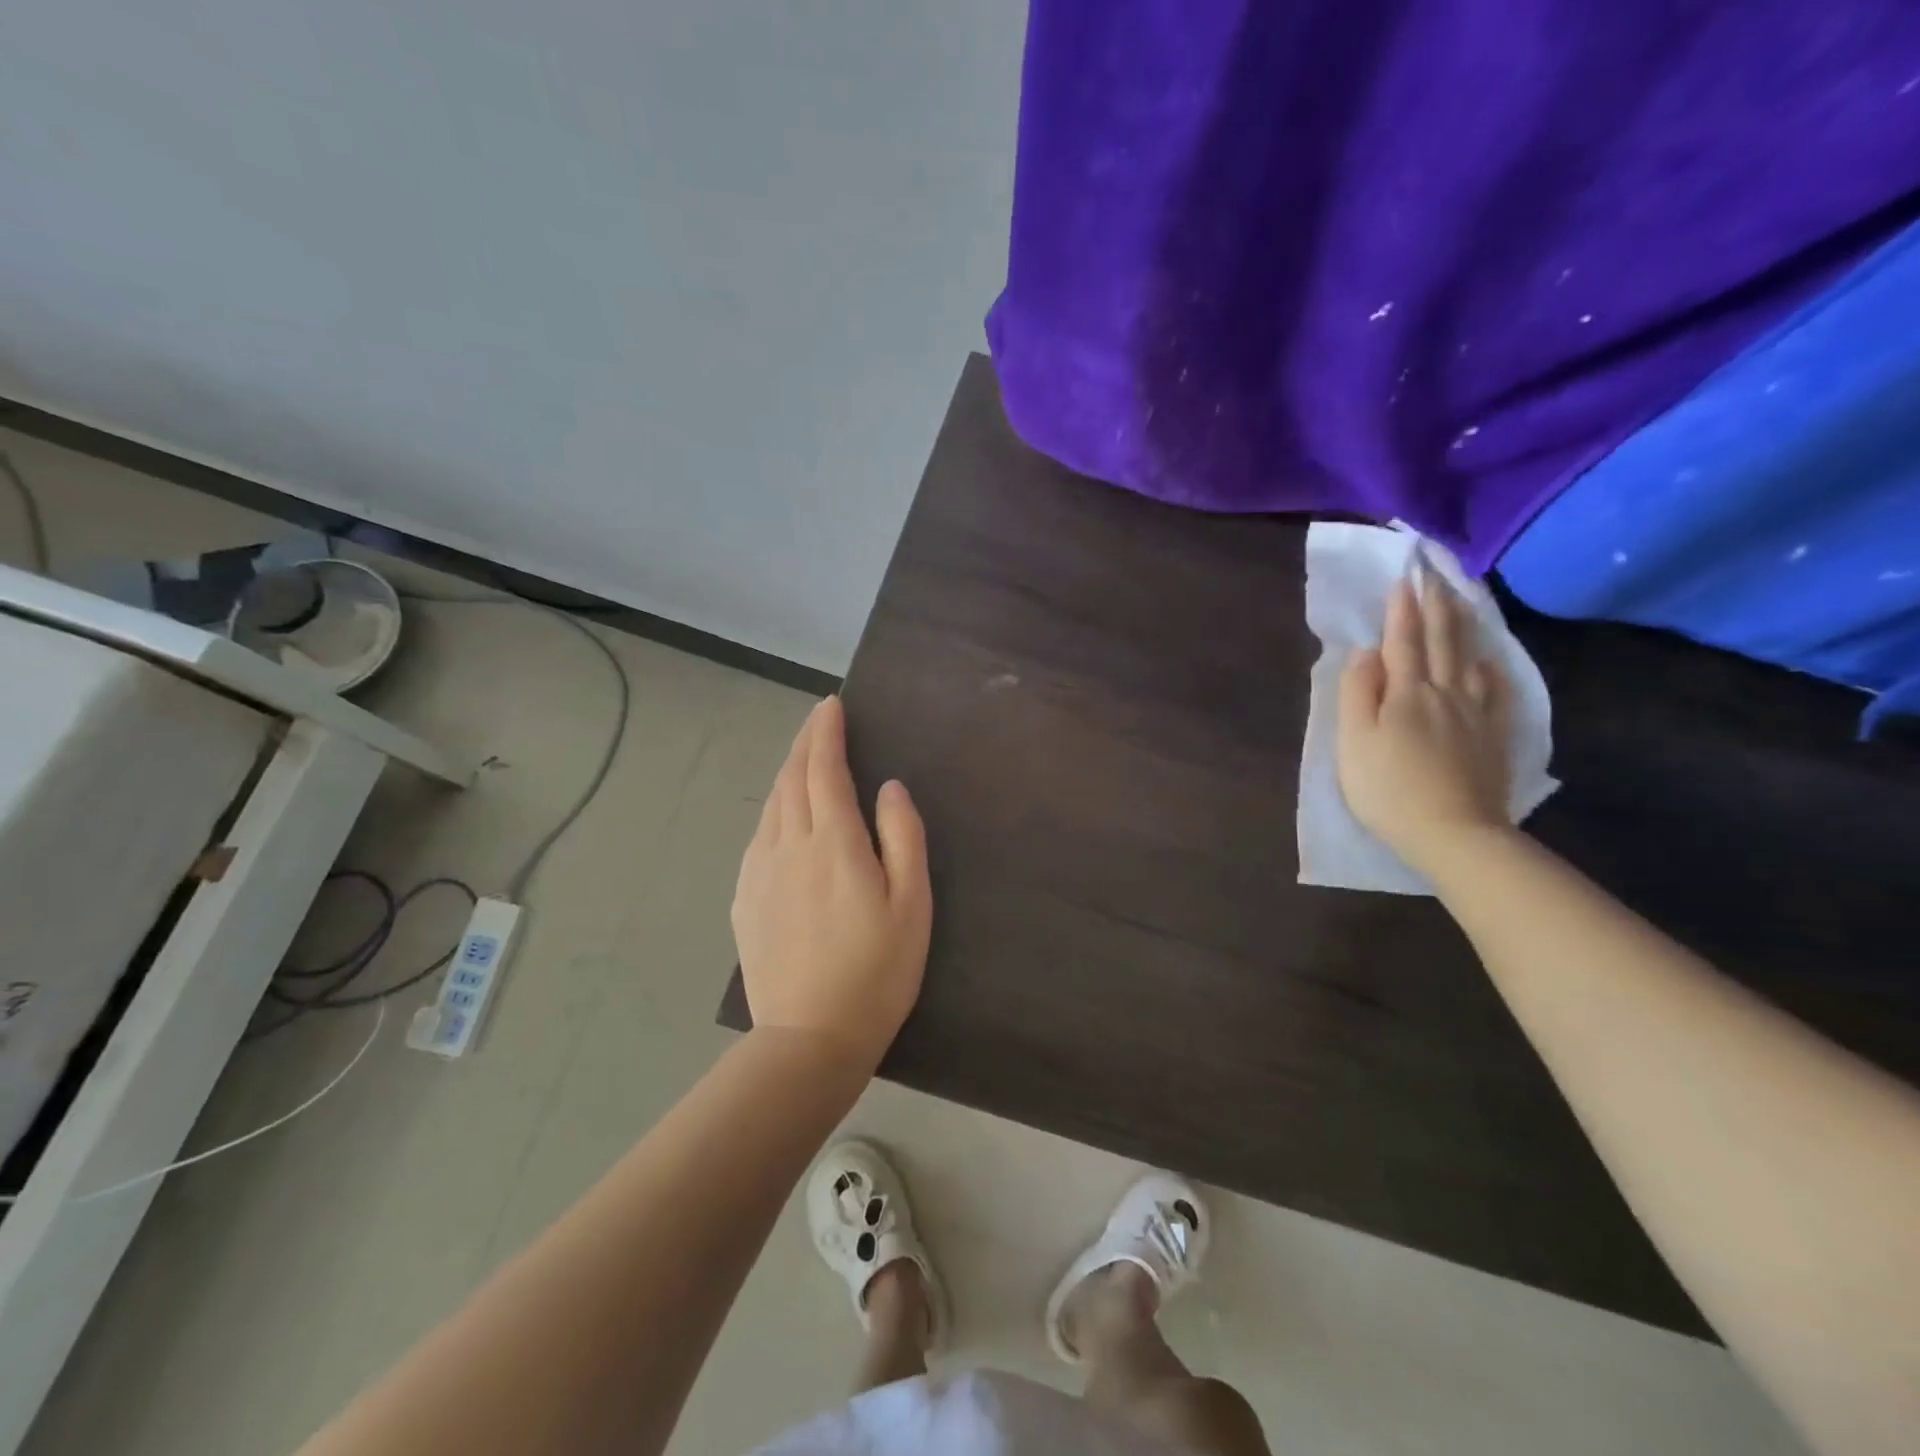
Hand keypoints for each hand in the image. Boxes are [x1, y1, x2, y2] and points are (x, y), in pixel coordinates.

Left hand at [732, 696, 931, 1069]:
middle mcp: (789, 845)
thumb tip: (889, 787)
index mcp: (834, 842)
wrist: (810, 1037)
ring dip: (787, 773)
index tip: (831, 706)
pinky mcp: (745, 898)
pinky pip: (759, 836)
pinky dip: (774, 810)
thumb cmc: (877, 971)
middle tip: (819, 720)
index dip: (826, 733)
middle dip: (805, 743)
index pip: (824, 769)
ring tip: (803, 759)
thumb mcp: (912, 904)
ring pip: (771, 806)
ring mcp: (760, 872)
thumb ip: (903, 836)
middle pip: (791, 779)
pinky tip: (782, 816)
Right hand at [1336, 572, 1511, 871]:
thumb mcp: (1354, 742)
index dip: (1401, 610)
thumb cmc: (1388, 788)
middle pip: (1442, 641)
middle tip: (1436, 575)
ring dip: (1463, 626)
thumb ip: (1357, 694)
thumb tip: (1365, 653)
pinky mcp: (1493, 736)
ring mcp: (1474, 714)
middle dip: (1436, 605)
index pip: (1402, 641)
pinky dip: (1492, 670)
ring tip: (1460, 601)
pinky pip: (1496, 692)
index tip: (1404, 578)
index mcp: (1405, 693)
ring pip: (1470, 658)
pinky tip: (1489, 661)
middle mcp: (1444, 693)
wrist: (1452, 832)